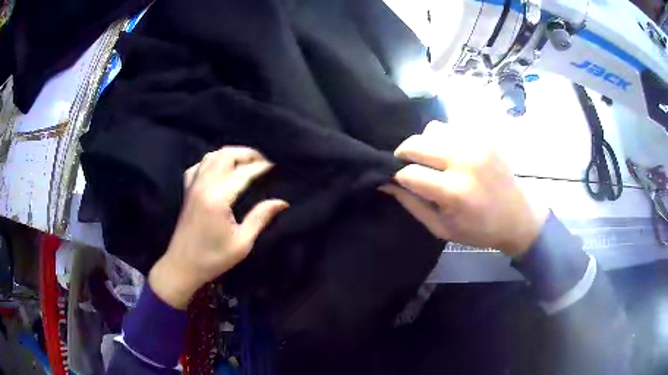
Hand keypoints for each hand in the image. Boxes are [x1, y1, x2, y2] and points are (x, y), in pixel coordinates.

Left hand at [149, 147, 288, 308]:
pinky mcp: (187, 190)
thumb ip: (260, 218)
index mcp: (217, 198)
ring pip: (212, 156)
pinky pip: (199, 165)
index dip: (262, 166)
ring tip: (246, 162)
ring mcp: (193, 186)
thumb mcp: (241, 244)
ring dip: (231, 154)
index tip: (278, 165)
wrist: (182, 265)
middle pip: (226, 155)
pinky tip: (220, 169)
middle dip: (247, 154)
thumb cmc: (213, 258)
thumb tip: (282, 202)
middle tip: (264, 162)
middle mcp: (203, 185)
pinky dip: (212, 161)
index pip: (244, 172)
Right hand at [380, 121, 547, 257]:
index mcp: (454, 192)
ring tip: (434, 160)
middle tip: (409, 166)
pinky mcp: (485, 137)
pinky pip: (452, 127)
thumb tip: (386, 183)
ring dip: (426, 144)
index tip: (397, 180)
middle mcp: (464, 161)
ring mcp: (477, 144)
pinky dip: (444, 138)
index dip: (397, 176)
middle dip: (404, 154)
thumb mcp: (441, 228)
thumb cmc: (478, 229)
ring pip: (432, 128)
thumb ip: (412, 204)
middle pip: (417, 143)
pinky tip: (452, 154)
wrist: (517, 216)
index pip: (409, 172)